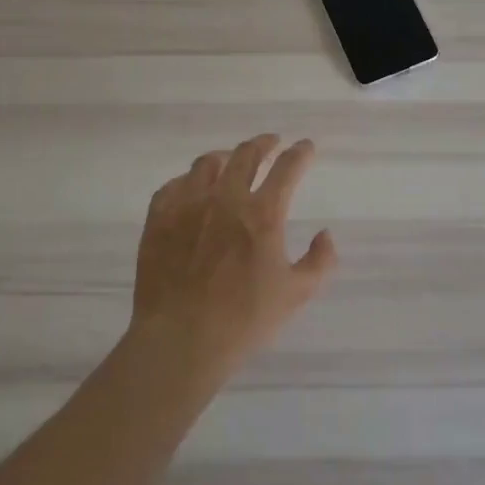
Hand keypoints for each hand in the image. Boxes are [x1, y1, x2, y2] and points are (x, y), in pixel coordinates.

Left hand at [130, 134, 336, 377]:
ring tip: (230, 162)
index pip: (287, 168)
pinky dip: (189, 181)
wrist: (180, 340)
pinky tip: (192, 189)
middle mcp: (226, 198)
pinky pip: (174, 185)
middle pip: (246, 154)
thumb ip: (319, 261)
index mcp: (262, 214)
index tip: (305, 147)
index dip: (300, 153)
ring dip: (226, 157)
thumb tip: (325, 234)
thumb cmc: (243, 320)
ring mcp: (188, 205)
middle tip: (271, 143)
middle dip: (264, 143)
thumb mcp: (296, 295)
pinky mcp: (159, 218)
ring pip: (208, 163)